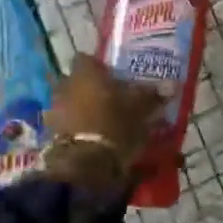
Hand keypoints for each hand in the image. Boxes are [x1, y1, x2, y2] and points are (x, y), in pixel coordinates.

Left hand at [42, 55, 163, 187]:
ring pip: (69, 102)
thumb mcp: (141, 108)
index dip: (98, 66)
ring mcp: (55, 109)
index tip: (112, 76)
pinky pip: (64, 124)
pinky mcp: (50, 133)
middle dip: (89, 88)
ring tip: (100, 121)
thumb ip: (153, 95)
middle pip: (75, 81)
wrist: (86, 163)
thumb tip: (172, 84)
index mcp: (85, 72)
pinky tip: (90, 138)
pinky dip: (75, 129)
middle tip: (109, 99)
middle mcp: (65, 85)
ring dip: (80, 109)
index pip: (86, 58)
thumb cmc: (115, 124)